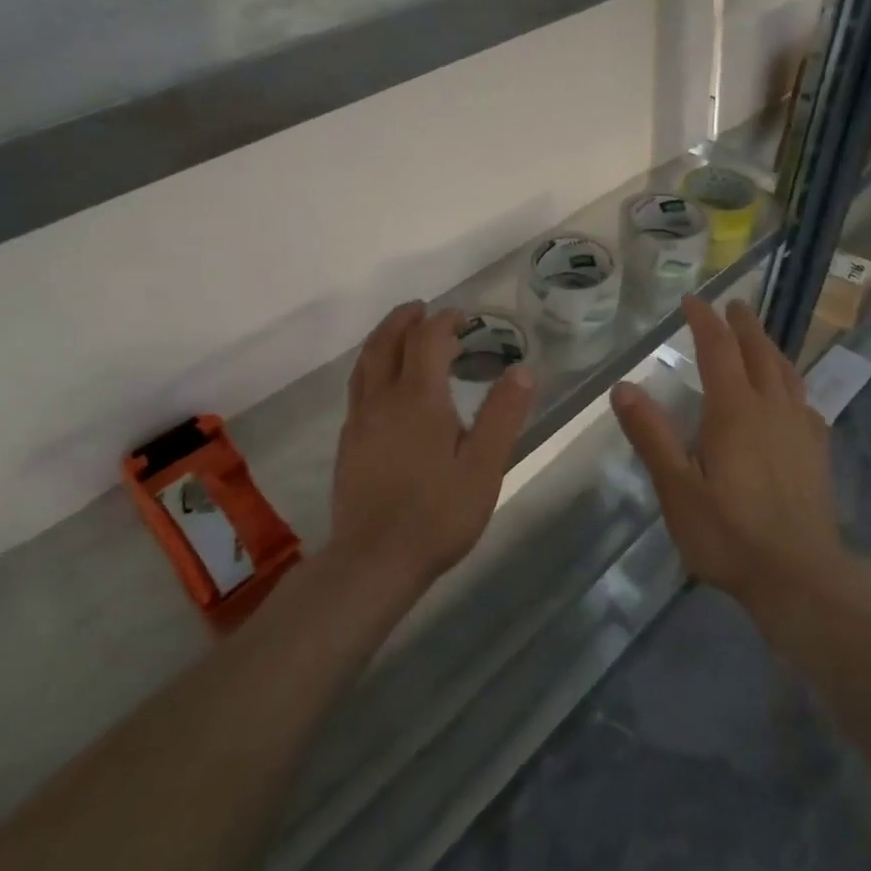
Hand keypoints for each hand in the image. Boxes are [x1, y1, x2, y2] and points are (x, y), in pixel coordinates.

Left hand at [329, 302, 534, 595]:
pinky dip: (372, 367)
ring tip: (400, 333)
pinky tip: (383, 386)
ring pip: (366, 363)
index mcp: (419, 398)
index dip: (444, 321)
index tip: (462, 317)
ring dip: (383, 338)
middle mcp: (383, 399)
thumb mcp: (484, 467)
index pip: (427, 339)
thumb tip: (522, 370)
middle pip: (387, 342)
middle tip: (424, 309)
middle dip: (406, 320)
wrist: (374, 561)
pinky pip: (358, 388)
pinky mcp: (348, 443)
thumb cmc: (437, 513)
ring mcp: (359, 421)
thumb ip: (503, 415)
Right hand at [609, 297, 845, 614]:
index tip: (692, 300)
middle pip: (759, 352)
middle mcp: (771, 408)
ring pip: (786, 373)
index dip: (704, 320)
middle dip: (743, 325)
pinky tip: (792, 397)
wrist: (800, 577)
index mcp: (734, 410)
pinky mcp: (817, 453)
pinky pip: (805, 402)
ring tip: (760, 338)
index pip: (718, 349)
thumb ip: (651, 435)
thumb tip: (623, 387)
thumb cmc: (729, 534)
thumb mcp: (677, 488)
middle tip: (733, 305)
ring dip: (770, 348)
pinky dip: (793, 385)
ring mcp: (800, 429)